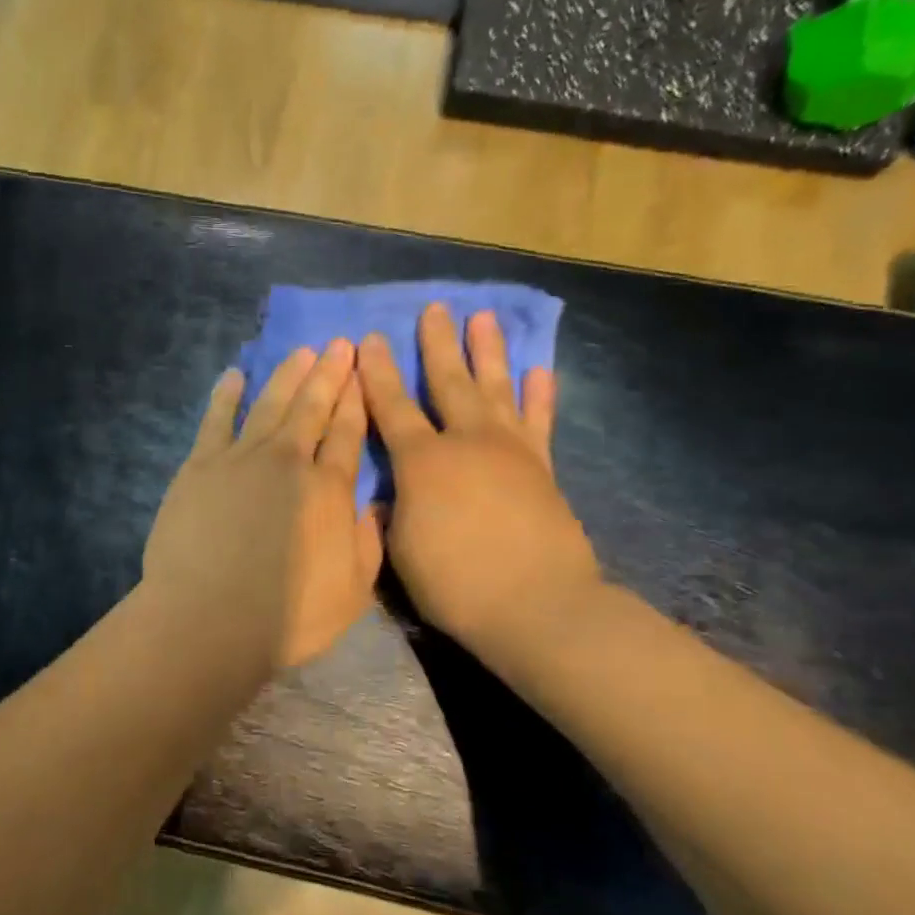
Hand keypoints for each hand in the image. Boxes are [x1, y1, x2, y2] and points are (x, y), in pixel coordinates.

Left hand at [144, 341, 383, 668]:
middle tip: (340, 344)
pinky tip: (234, 376)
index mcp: (329, 488)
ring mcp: (240, 459)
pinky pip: (216, 420)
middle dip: (330, 373)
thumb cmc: (288, 617)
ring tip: (301, 352)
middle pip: (312, 407)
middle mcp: (288, 461)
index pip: (349, 432)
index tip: (363, 372)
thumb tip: (376, 504)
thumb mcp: (354, 590)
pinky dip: (226, 395)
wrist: (209, 619)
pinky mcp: (200, 467)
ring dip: (287, 375)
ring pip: (269, 404)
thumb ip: (368, 541)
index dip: (357, 399)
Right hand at [357, 304, 598, 656]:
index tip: (371, 339)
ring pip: (496, 389)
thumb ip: (392, 513)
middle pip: (448, 382)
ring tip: (483, 317)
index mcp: (422, 462)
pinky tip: (539, 370)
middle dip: (437, 345)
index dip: (377, 373)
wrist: (537, 607)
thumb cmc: (454, 583)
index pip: (391, 407)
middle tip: (434, 308)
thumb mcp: (400, 551)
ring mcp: (510, 451)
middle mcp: (466, 442)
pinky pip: (539, 422)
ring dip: (488, 352)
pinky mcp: (542, 469)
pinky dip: (539, 396)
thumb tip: (391, 496)